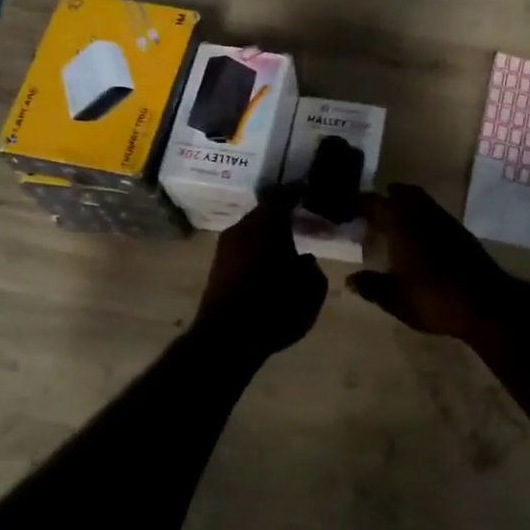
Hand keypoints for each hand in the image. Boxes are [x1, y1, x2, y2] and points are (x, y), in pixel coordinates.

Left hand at [193, 186, 327, 360]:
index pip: (283, 196)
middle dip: (282, 215)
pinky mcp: (217, 269)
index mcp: (267, 224)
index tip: (308, 190)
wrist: (227, 339)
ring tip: (287, 244)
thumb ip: (312, 268)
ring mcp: (225, 248)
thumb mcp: (311, 289)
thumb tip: (304, 260)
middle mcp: (242, 228)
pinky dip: (257, 251)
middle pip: (264, 213)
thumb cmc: (275, 307)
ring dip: (268, 235)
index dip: (297, 192)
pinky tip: (269, 264)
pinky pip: (243, 249)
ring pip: (251, 232)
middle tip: (301, 220)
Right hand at [347, 184, 519, 341]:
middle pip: (402, 193)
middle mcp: (422, 215)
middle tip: (371, 211)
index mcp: (401, 226)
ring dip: (405, 205)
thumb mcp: (395, 299)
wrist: (487, 304)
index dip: (360, 202)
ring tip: (393, 223)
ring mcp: (445, 221)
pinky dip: (421, 217)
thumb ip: (371, 286)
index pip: (375, 203)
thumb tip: (351, 280)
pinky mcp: (461, 232)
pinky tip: (419, 238)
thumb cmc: (434, 299)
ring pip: (421, 201)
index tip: (347, 207)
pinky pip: (434, 213)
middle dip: (385, 198)